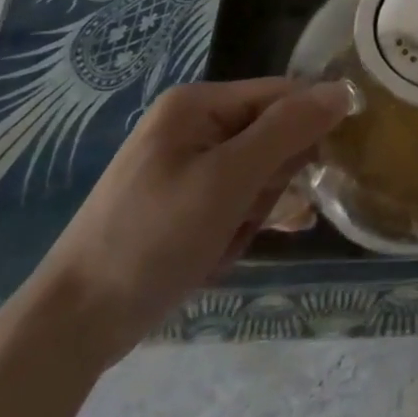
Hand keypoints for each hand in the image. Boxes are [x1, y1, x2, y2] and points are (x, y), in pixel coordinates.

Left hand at [22, 78, 351, 366]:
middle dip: (272, 182)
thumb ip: (289, 130)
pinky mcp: (182, 200)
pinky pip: (235, 198)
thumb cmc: (153, 240)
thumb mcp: (229, 180)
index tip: (316, 174)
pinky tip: (225, 252)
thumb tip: (345, 90)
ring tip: (225, 242)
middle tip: (247, 216)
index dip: (308, 129)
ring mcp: (186, 163)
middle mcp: (194, 124)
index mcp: (199, 104)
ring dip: (255, 210)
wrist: (72, 326)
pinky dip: (238, 225)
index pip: (283, 95)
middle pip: (273, 134)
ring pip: (258, 172)